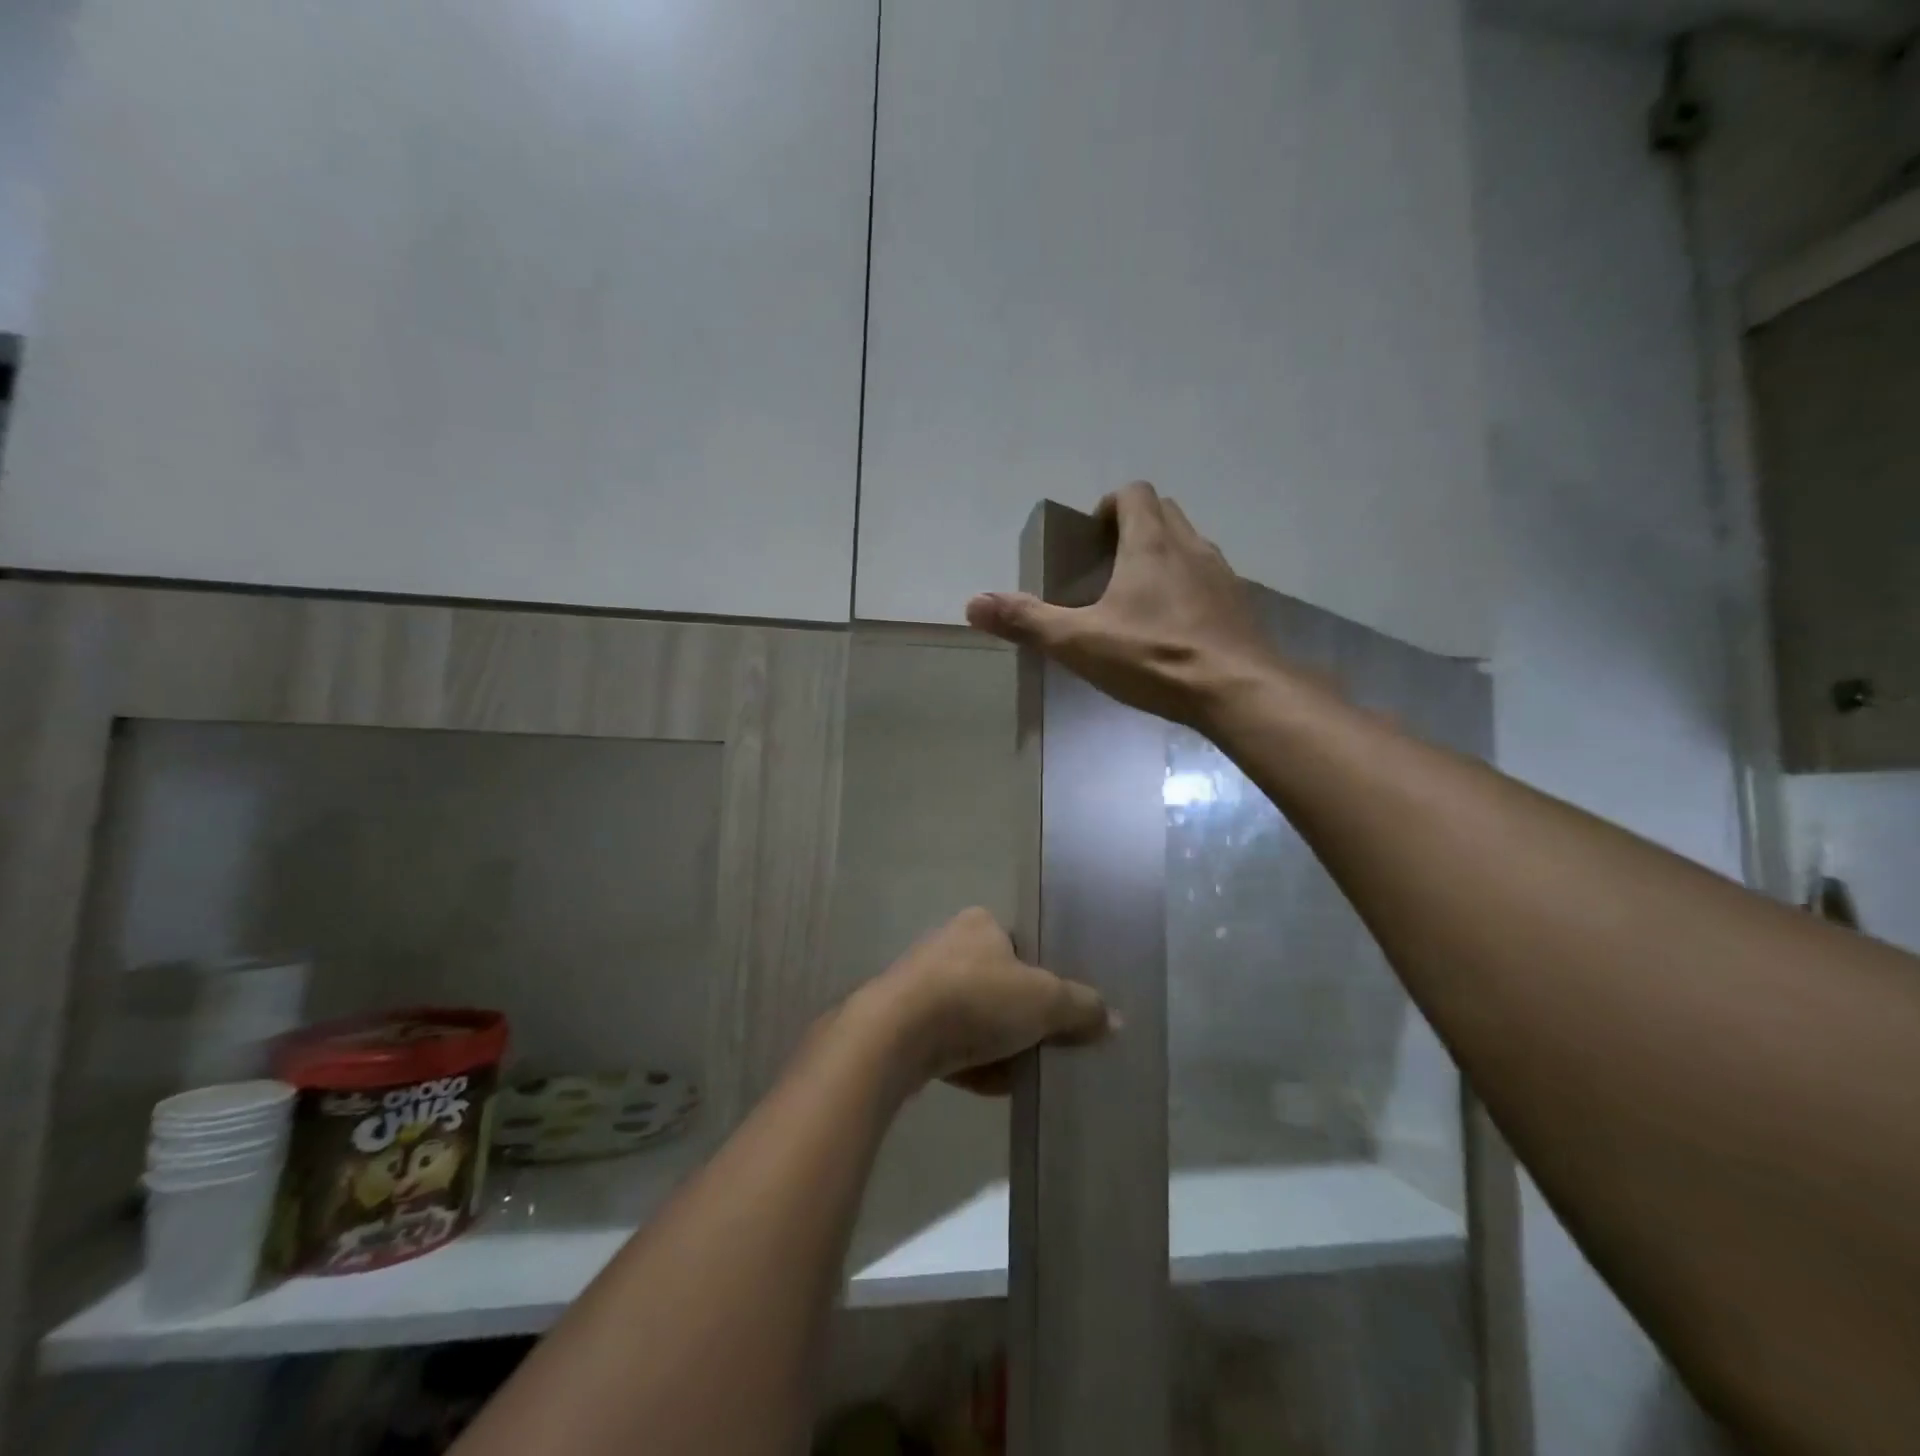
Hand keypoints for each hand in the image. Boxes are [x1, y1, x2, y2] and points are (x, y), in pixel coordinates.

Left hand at [864, 908, 1112, 1096]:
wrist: (895, 1035)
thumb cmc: (976, 999)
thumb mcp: (1044, 1000)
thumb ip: (1081, 1007)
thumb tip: (1113, 1019)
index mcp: (979, 924)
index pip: (1021, 946)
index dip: (1043, 978)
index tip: (1058, 1011)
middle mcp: (948, 945)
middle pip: (999, 985)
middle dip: (1021, 1019)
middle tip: (1046, 1046)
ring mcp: (921, 984)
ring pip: (974, 1017)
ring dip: (998, 1045)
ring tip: (1022, 1073)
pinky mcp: (903, 1022)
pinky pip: (949, 1043)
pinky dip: (970, 1063)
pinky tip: (990, 1085)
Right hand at [965, 482, 1280, 729]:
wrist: (1239, 691)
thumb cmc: (1155, 658)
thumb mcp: (1080, 642)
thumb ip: (1027, 621)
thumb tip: (973, 603)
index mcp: (1151, 543)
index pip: (1134, 493)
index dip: (1110, 506)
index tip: (1093, 537)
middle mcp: (1191, 546)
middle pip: (1164, 512)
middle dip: (1136, 526)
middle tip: (1110, 565)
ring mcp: (1223, 575)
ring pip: (1191, 545)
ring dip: (1165, 556)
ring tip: (1140, 598)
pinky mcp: (1241, 605)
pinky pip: (1211, 580)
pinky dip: (1190, 588)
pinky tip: (1176, 628)